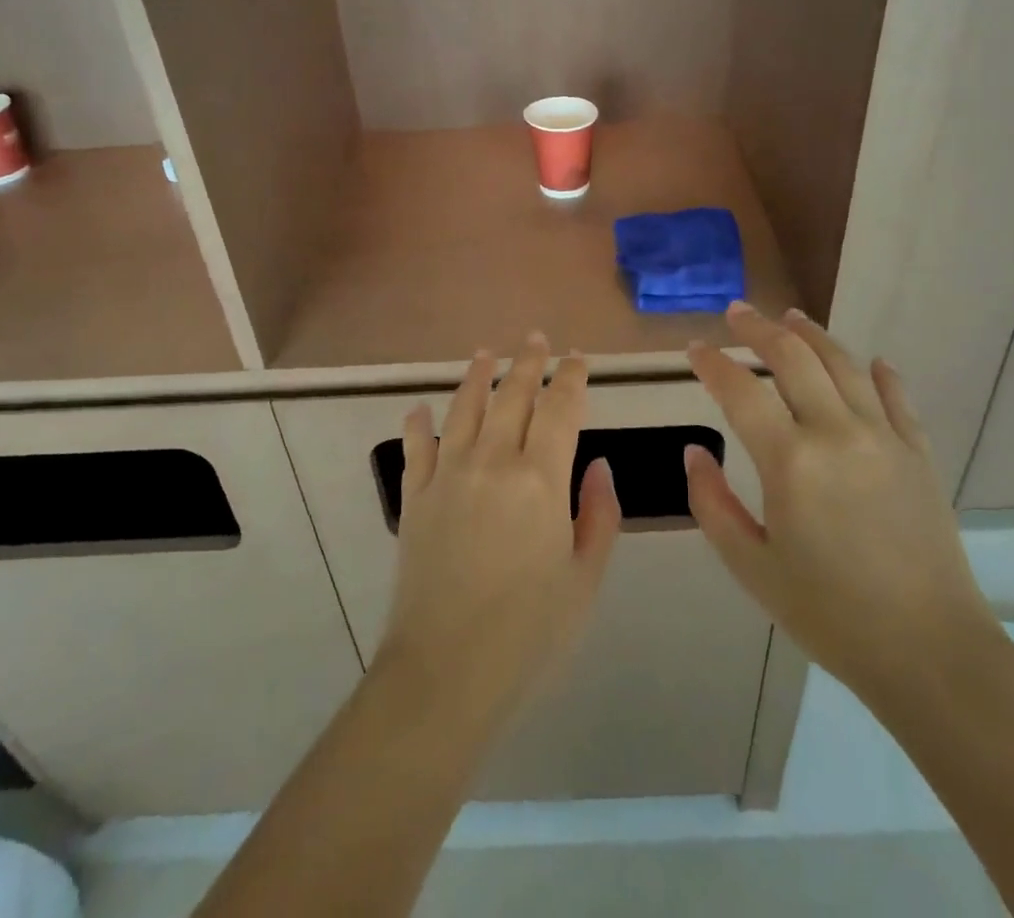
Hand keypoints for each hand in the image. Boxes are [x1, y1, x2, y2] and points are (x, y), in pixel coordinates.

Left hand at [377, 335, 622, 726]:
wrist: (445, 673)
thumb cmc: (528, 633)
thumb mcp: (584, 579)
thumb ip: (598, 515)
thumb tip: (599, 464)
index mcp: (540, 479)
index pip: (560, 409)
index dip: (571, 378)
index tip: (577, 358)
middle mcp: (492, 461)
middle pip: (512, 396)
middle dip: (528, 363)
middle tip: (535, 339)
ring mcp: (448, 475)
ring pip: (464, 408)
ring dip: (478, 376)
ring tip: (486, 354)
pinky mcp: (414, 498)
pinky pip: (417, 448)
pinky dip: (419, 424)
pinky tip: (420, 408)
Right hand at [685, 304, 998, 712]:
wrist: (931, 653)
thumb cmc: (830, 614)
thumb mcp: (752, 567)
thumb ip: (713, 504)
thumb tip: (694, 453)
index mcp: (790, 461)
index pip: (740, 390)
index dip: (712, 363)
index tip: (694, 349)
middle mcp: (836, 432)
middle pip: (793, 358)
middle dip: (759, 329)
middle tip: (737, 312)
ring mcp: (884, 437)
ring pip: (843, 364)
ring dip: (812, 334)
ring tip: (791, 317)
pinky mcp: (918, 453)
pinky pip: (896, 397)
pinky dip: (879, 373)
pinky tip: (871, 361)